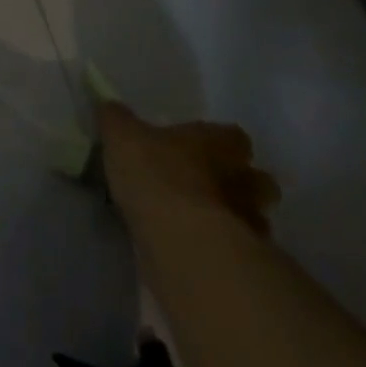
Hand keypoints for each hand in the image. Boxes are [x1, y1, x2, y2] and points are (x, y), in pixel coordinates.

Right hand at [97, 102, 279, 234]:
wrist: (178, 238)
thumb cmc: (154, 173)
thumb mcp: (121, 136)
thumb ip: (116, 120)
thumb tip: (108, 106)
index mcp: (217, 142)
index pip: (234, 137)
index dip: (220, 143)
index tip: (200, 149)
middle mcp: (242, 178)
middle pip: (257, 180)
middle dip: (242, 185)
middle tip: (211, 189)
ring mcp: (248, 221)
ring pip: (254, 218)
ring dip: (236, 220)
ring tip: (204, 225)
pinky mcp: (244, 260)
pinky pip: (240, 252)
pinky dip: (226, 251)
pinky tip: (200, 252)